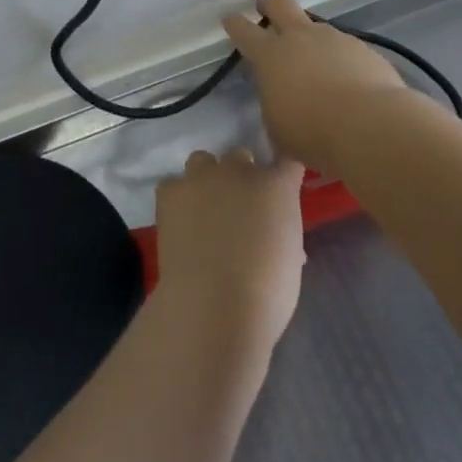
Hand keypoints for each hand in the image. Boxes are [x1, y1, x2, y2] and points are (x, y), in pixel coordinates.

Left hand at [153, 148, 305, 354]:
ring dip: (207, 178)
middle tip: (240, 208)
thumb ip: (282, 230)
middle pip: (242, 156)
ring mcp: (202, 177)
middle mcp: (240, 170)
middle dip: (242, 176)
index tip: (281, 190)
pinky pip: (174, 185)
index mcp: (277, 186)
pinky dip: (178, 199)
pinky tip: (180, 221)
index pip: (288, 162)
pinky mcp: (171, 191)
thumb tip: (272, 231)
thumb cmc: (266, 293)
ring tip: (205, 209)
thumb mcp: (289, 258)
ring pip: (204, 160)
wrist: (214, 305)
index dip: (284, 174)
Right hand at [222, 0, 408, 173]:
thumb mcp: (278, 128)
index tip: (230, 18)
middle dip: (269, 4)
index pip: (244, 31)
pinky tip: (346, 81)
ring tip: (315, 64)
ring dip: (310, 39)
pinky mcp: (363, 49)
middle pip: (280, 5)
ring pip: (316, 27)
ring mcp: (334, 39)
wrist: (369, 126)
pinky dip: (340, 59)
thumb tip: (282, 102)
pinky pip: (344, 48)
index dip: (235, 23)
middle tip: (265, 8)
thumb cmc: (312, 132)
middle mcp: (300, 38)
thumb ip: (275, 105)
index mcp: (270, 56)